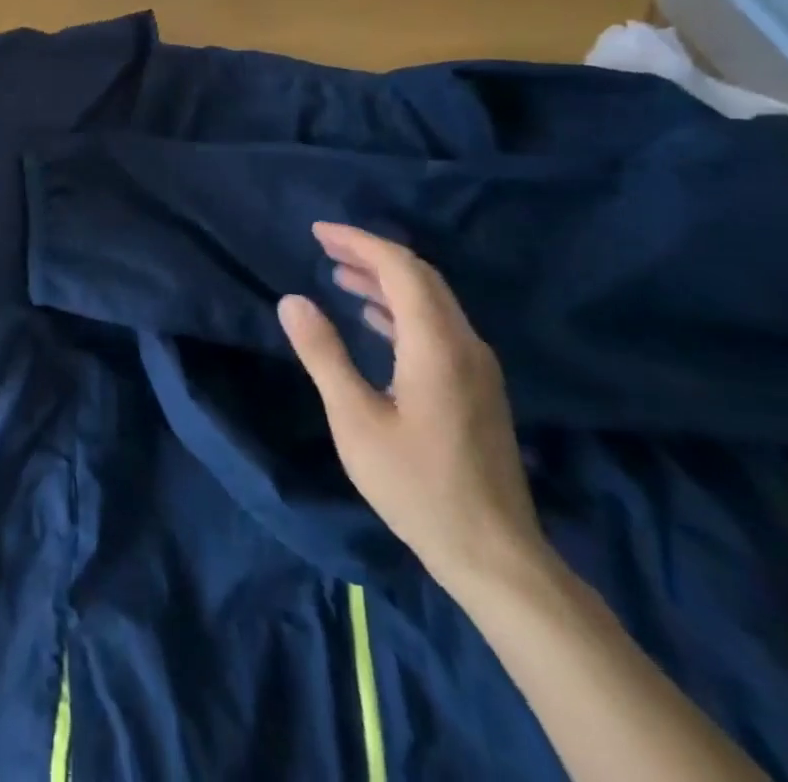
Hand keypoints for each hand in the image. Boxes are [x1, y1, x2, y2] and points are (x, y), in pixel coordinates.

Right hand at [278, 223, 547, 595]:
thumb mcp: (355, 420)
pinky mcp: (477, 387)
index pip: (400, 269)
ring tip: (339, 274)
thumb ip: (323, 354)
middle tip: (324, 246)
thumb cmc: (416, 485)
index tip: (318, 232)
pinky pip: (438, 325)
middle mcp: (464, 344)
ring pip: (431, 300)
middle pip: (420, 277)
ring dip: (386, 279)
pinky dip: (401, 307)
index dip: (359, 242)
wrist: (495, 554)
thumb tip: (293, 299)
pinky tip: (372, 317)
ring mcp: (477, 366)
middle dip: (371, 253)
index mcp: (436, 345)